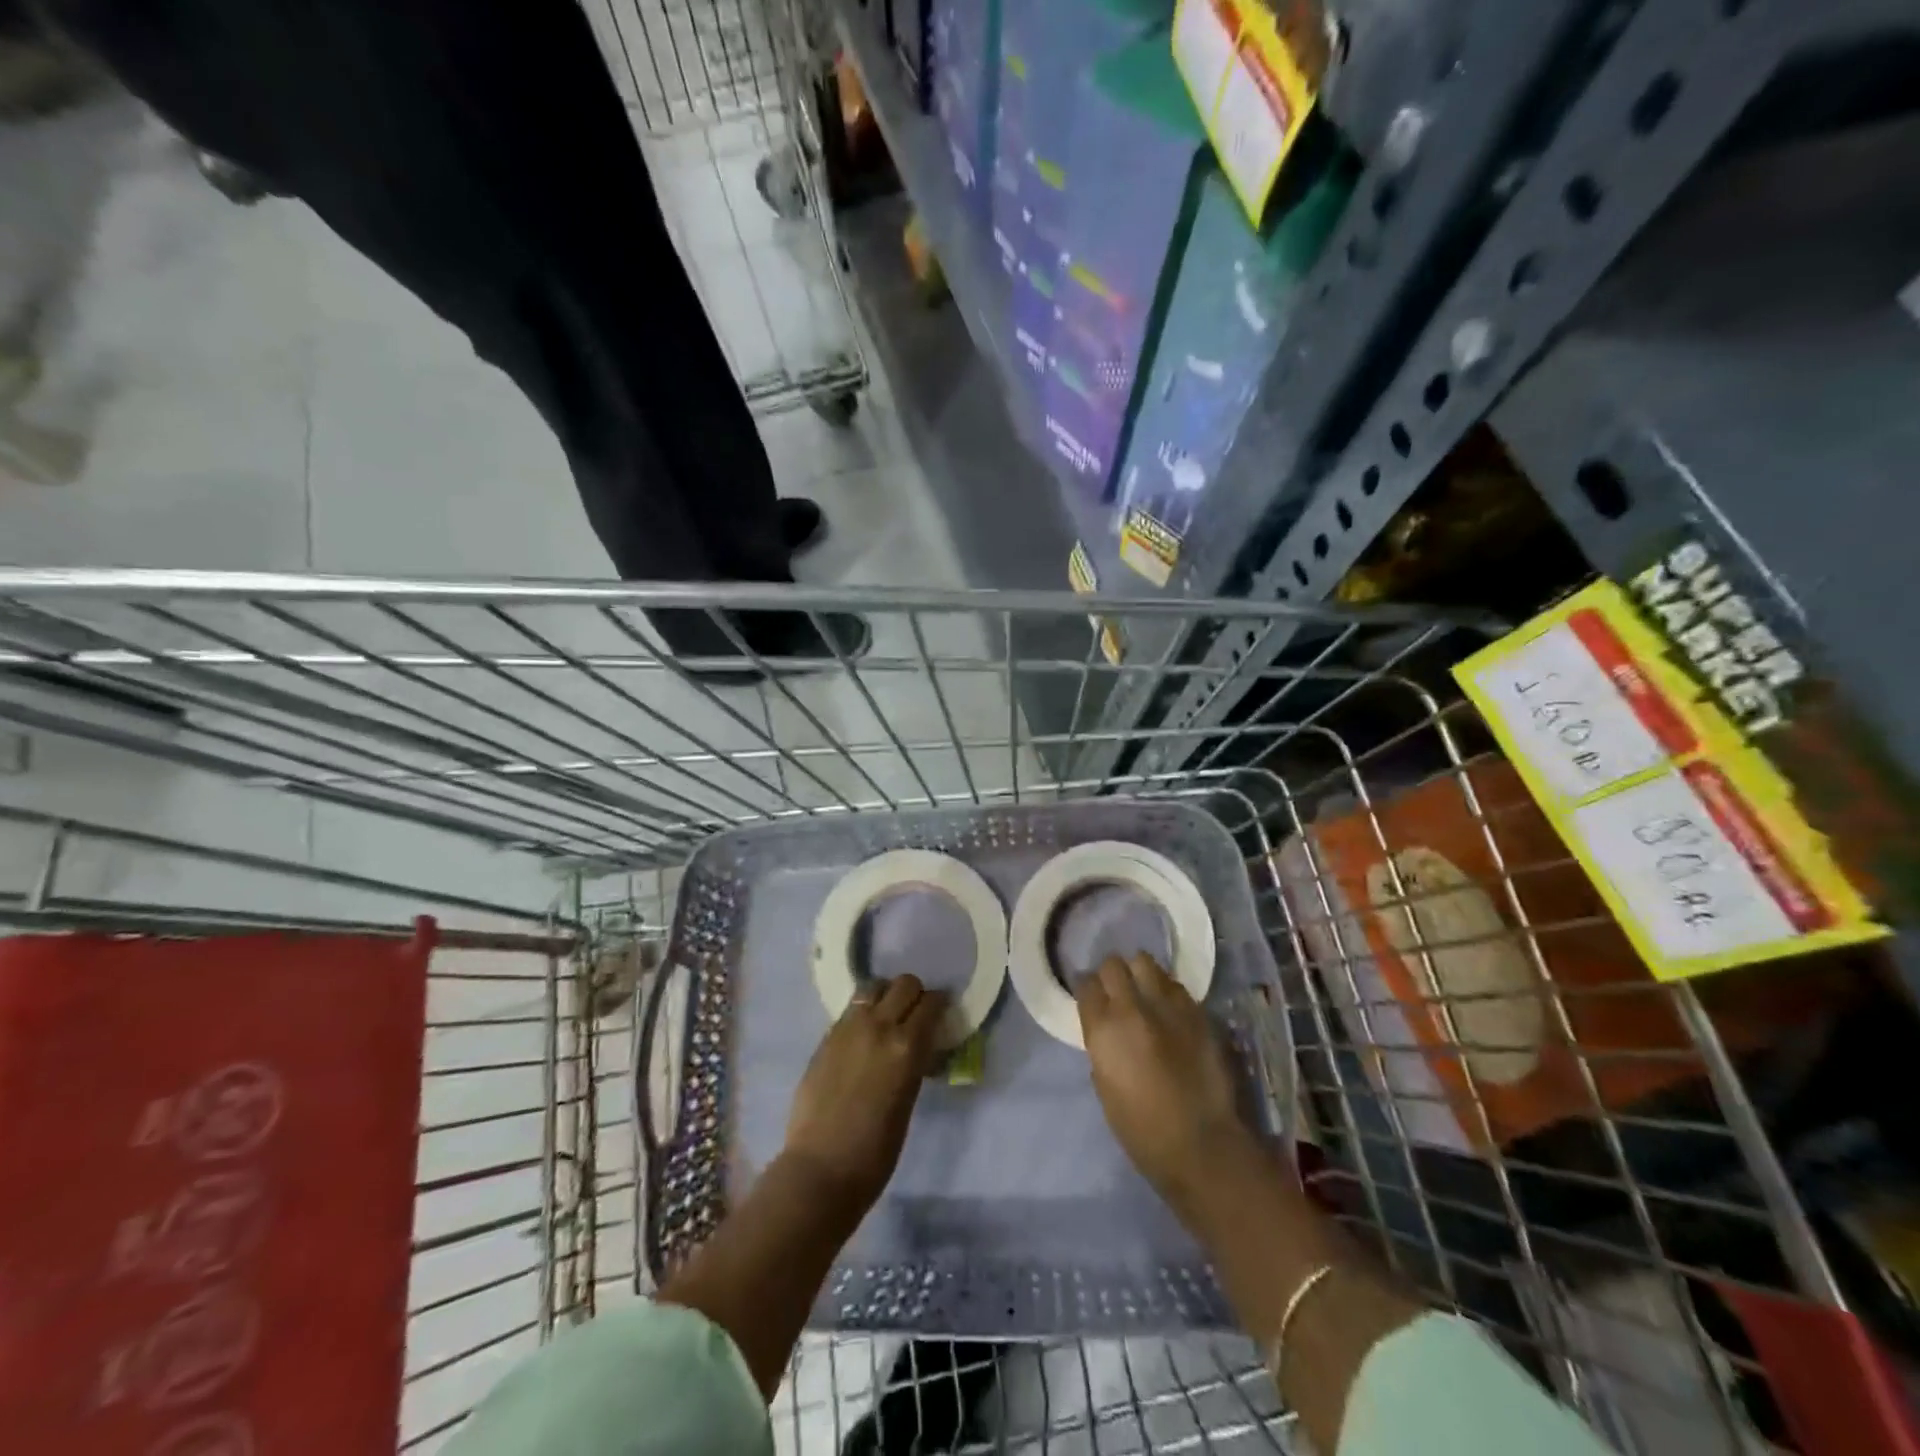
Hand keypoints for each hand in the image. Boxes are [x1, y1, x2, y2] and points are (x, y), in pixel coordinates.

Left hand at [783, 974, 947, 1210]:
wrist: (821, 1169)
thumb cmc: (876, 1150)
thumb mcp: (909, 1099)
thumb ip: (914, 1062)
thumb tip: (920, 1045)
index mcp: (907, 1046)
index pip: (931, 1002)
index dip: (939, 1004)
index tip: (941, 1014)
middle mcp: (878, 1026)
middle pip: (904, 983)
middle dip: (914, 994)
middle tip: (915, 1015)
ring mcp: (848, 1027)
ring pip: (873, 988)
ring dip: (886, 997)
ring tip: (887, 1019)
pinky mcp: (826, 1037)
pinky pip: (851, 1009)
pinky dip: (863, 1013)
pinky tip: (863, 1036)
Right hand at [1077, 952, 1249, 1214]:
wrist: (1201, 1144)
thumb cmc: (1141, 1129)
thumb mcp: (1104, 1086)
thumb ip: (1102, 1047)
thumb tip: (1106, 1030)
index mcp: (1104, 1029)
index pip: (1086, 984)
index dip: (1087, 988)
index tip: (1090, 997)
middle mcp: (1132, 1007)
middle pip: (1114, 965)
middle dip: (1111, 974)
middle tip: (1115, 990)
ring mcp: (1168, 1006)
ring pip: (1146, 963)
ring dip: (1140, 974)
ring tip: (1143, 990)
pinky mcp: (1197, 1012)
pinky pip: (1175, 986)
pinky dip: (1167, 990)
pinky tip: (1169, 1008)